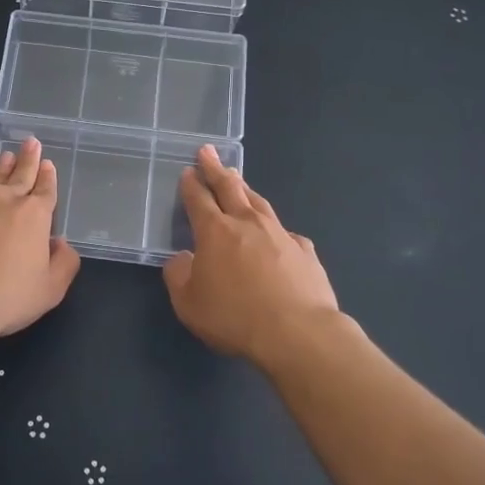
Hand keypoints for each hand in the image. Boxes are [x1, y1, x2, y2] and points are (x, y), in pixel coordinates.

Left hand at [0, 137, 80, 343]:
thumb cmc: (6, 297)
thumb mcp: (49, 290)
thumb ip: (64, 264)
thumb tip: (62, 245)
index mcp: (34, 215)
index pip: (45, 189)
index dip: (48, 176)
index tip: (48, 163)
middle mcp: (4, 201)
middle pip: (20, 174)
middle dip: (28, 158)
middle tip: (31, 142)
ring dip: (2, 167)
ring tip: (6, 155)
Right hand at [163, 146, 341, 366]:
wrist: (298, 333)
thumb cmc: (235, 317)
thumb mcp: (189, 303)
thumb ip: (179, 276)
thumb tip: (182, 259)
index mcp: (215, 232)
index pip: (199, 199)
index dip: (191, 184)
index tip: (188, 171)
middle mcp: (247, 223)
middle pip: (229, 187)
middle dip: (215, 169)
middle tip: (208, 152)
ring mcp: (280, 234)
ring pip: (259, 202)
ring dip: (245, 188)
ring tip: (238, 179)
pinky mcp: (305, 252)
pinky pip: (286, 232)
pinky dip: (275, 228)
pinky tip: (277, 233)